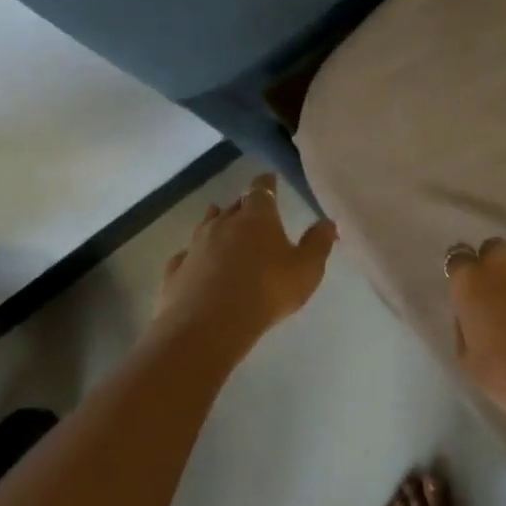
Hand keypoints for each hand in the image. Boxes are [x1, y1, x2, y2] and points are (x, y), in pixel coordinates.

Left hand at [157, 175, 338, 342]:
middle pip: (234, 205)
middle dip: (244, 205)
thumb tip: (328, 222)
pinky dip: (194, 255)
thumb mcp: (306, 269)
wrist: (209, 326)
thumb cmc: (267, 291)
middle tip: (253, 210)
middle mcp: (223, 223)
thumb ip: (319, 243)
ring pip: (206, 225)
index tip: (270, 178)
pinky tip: (195, 262)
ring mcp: (195, 245)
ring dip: (216, 223)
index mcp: (256, 217)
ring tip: (221, 224)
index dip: (266, 182)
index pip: (261, 189)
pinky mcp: (176, 271)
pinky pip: (186, 255)